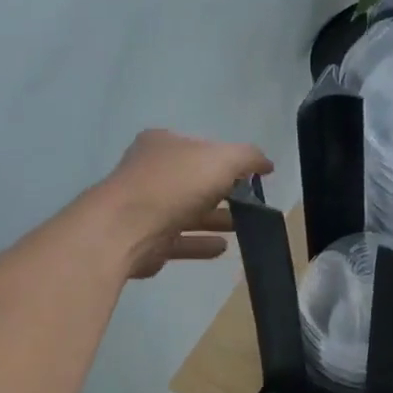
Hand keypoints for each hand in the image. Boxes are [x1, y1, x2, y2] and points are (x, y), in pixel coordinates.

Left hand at [105, 129, 273, 279]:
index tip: (252, 178)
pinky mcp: (146, 240)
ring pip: (188, 213)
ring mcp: (145, 207)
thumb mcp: (222, 159)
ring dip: (216, 219)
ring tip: (244, 228)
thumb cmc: (175, 185)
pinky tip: (223, 248)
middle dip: (224, 193)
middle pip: (195, 182)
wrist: (126, 228)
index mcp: (163, 144)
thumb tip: (266, 164)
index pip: (201, 148)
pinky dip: (202, 243)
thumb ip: (248, 158)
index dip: (228, 161)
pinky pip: (181, 240)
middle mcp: (150, 172)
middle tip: (252, 205)